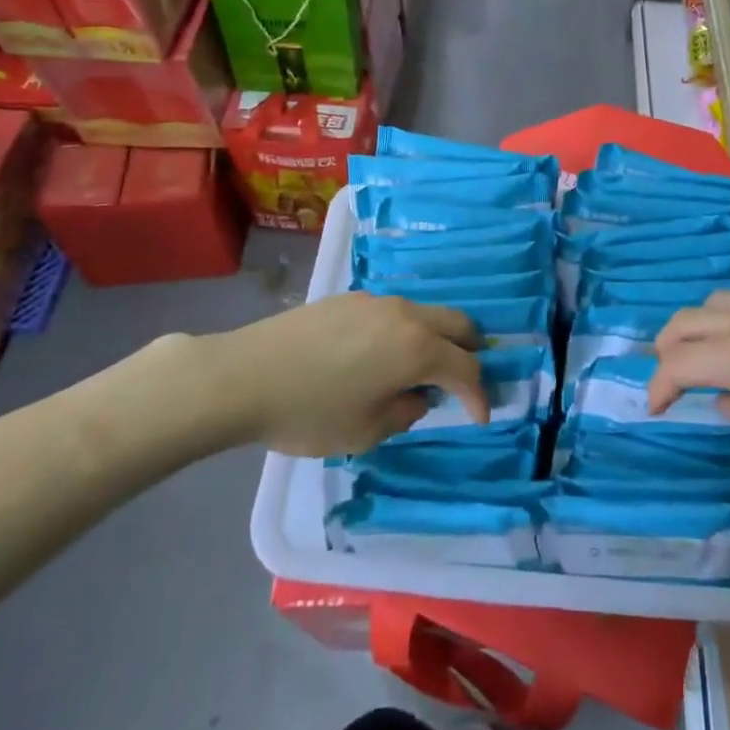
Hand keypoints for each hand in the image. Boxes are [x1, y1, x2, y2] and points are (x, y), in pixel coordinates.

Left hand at [211, 293, 488, 456]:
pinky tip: (383, 354)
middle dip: (470, 351)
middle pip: (456, 323)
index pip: (466, 367)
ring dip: (437, 338)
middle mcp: (405, 314)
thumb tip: (415, 396)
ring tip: (423, 368)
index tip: (482, 416)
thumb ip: (405, 412)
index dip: (480, 394)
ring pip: (425, 313)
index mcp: (416, 347)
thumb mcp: (366, 431)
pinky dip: (406, 331)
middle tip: (468, 379)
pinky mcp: (348, 298)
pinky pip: (394, 311)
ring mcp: (376, 301)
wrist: (246, 375)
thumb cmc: (311, 412)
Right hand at [648, 291, 729, 492]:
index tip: (656, 409)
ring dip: (696, 326)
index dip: (658, 386)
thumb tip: (722, 396)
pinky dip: (727, 318)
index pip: (678, 362)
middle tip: (668, 380)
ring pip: (715, 300)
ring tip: (701, 356)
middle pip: (687, 320)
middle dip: (666, 349)